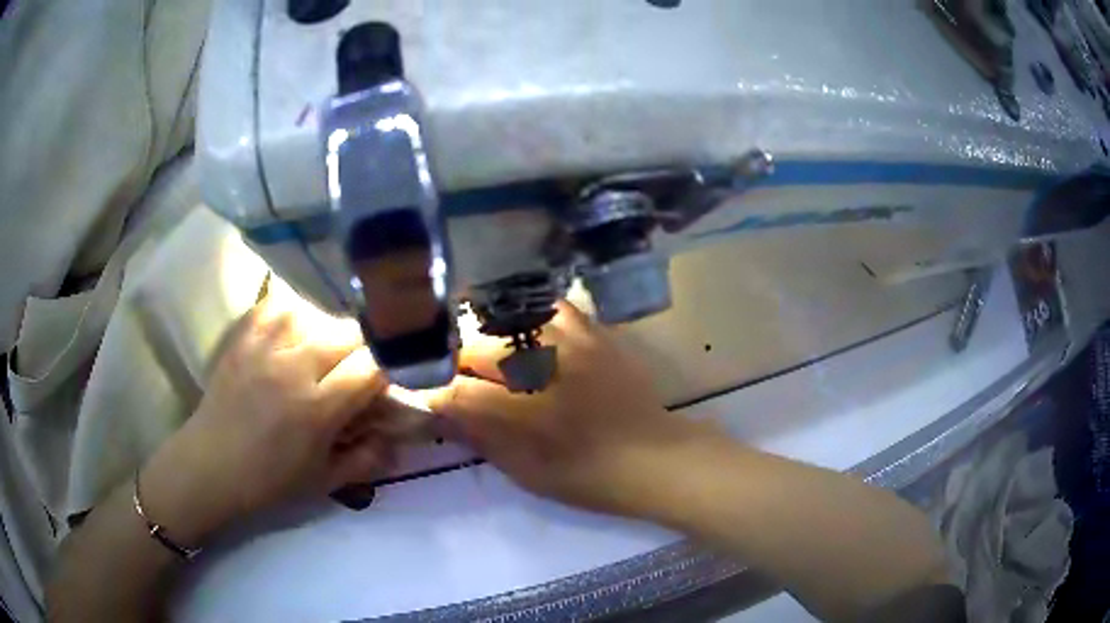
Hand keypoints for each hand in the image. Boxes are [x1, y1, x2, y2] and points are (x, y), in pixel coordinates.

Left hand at [139, 297, 395, 544]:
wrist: (210, 466)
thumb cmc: (268, 481)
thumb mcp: (323, 482)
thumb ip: (366, 460)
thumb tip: (398, 441)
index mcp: (317, 409)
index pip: (371, 367)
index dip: (389, 368)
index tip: (389, 379)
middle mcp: (293, 368)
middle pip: (348, 333)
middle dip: (366, 347)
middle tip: (360, 366)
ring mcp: (264, 348)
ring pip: (316, 315)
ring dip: (330, 331)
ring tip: (326, 350)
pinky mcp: (243, 338)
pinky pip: (277, 307)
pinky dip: (293, 314)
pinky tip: (295, 331)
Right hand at [428, 302, 718, 515]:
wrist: (654, 457)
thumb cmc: (588, 478)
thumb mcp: (528, 473)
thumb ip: (481, 438)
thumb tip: (439, 412)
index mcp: (528, 417)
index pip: (458, 393)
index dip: (431, 391)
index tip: (418, 390)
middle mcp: (546, 371)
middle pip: (476, 349)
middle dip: (452, 360)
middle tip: (447, 371)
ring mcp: (573, 344)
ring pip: (507, 320)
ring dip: (483, 332)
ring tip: (474, 345)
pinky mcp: (594, 332)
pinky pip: (550, 306)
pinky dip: (527, 313)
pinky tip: (518, 326)